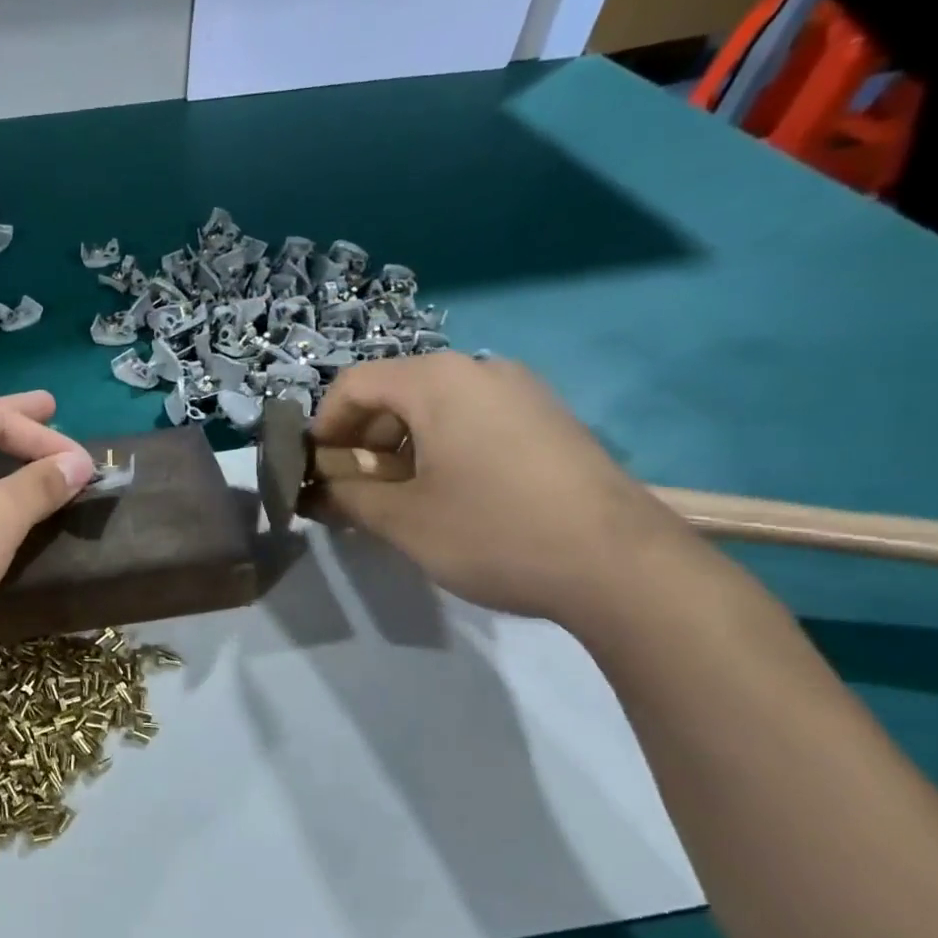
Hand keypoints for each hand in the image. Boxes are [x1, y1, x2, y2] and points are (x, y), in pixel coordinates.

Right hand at [301, 353, 698, 624]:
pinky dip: (442, 447)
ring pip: (435, 406)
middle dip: (362, 439)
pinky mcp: (550, 418)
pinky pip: (474, 418)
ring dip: (400, 446)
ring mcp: (522, 391)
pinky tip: (453, 495)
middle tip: (356, 489)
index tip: (317, 472)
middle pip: (394, 391)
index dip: (323, 427)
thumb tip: (313, 492)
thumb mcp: (401, 521)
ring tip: (402, 497)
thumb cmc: (493, 532)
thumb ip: (346, 498)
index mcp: (437, 381)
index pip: (353, 385)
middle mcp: (479, 369)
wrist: (624, 567)